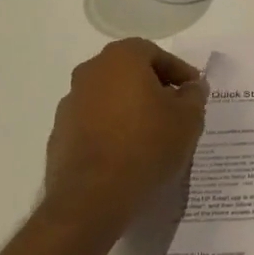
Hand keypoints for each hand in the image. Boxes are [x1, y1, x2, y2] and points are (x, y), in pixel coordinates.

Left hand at [42, 38, 207, 237]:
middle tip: (174, 111)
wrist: (91, 199)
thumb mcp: (188, 119)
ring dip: (130, 110)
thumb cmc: (146, 146)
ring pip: (110, 98)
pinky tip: (126, 155)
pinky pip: (93, 124)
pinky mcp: (60, 135)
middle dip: (153, 89)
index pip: (156, 54)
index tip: (194, 92)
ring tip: (151, 137)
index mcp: (121, 58)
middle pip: (130, 72)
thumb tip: (191, 87)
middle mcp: (91, 71)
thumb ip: (194, 96)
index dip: (179, 73)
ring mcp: (70, 104)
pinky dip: (110, 131)